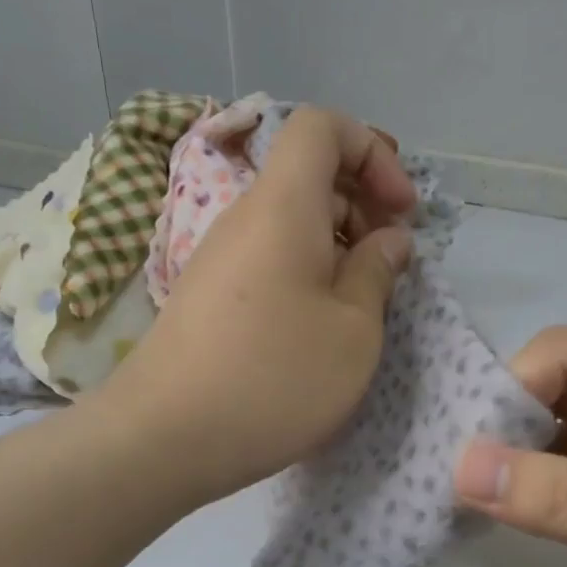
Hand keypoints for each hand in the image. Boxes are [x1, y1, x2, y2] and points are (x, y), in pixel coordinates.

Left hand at [105, 107, 416, 504]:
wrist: (166, 439)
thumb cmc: (275, 376)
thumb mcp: (353, 328)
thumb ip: (378, 271)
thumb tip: (388, 240)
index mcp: (283, 205)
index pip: (322, 127)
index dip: (372, 153)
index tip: (401, 212)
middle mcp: (244, 217)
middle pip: (309, 176)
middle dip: (363, 206)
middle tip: (390, 265)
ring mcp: (221, 258)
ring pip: (291, 223)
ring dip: (338, 247)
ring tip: (362, 305)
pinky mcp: (210, 298)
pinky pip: (270, 260)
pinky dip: (307, 275)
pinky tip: (321, 328)